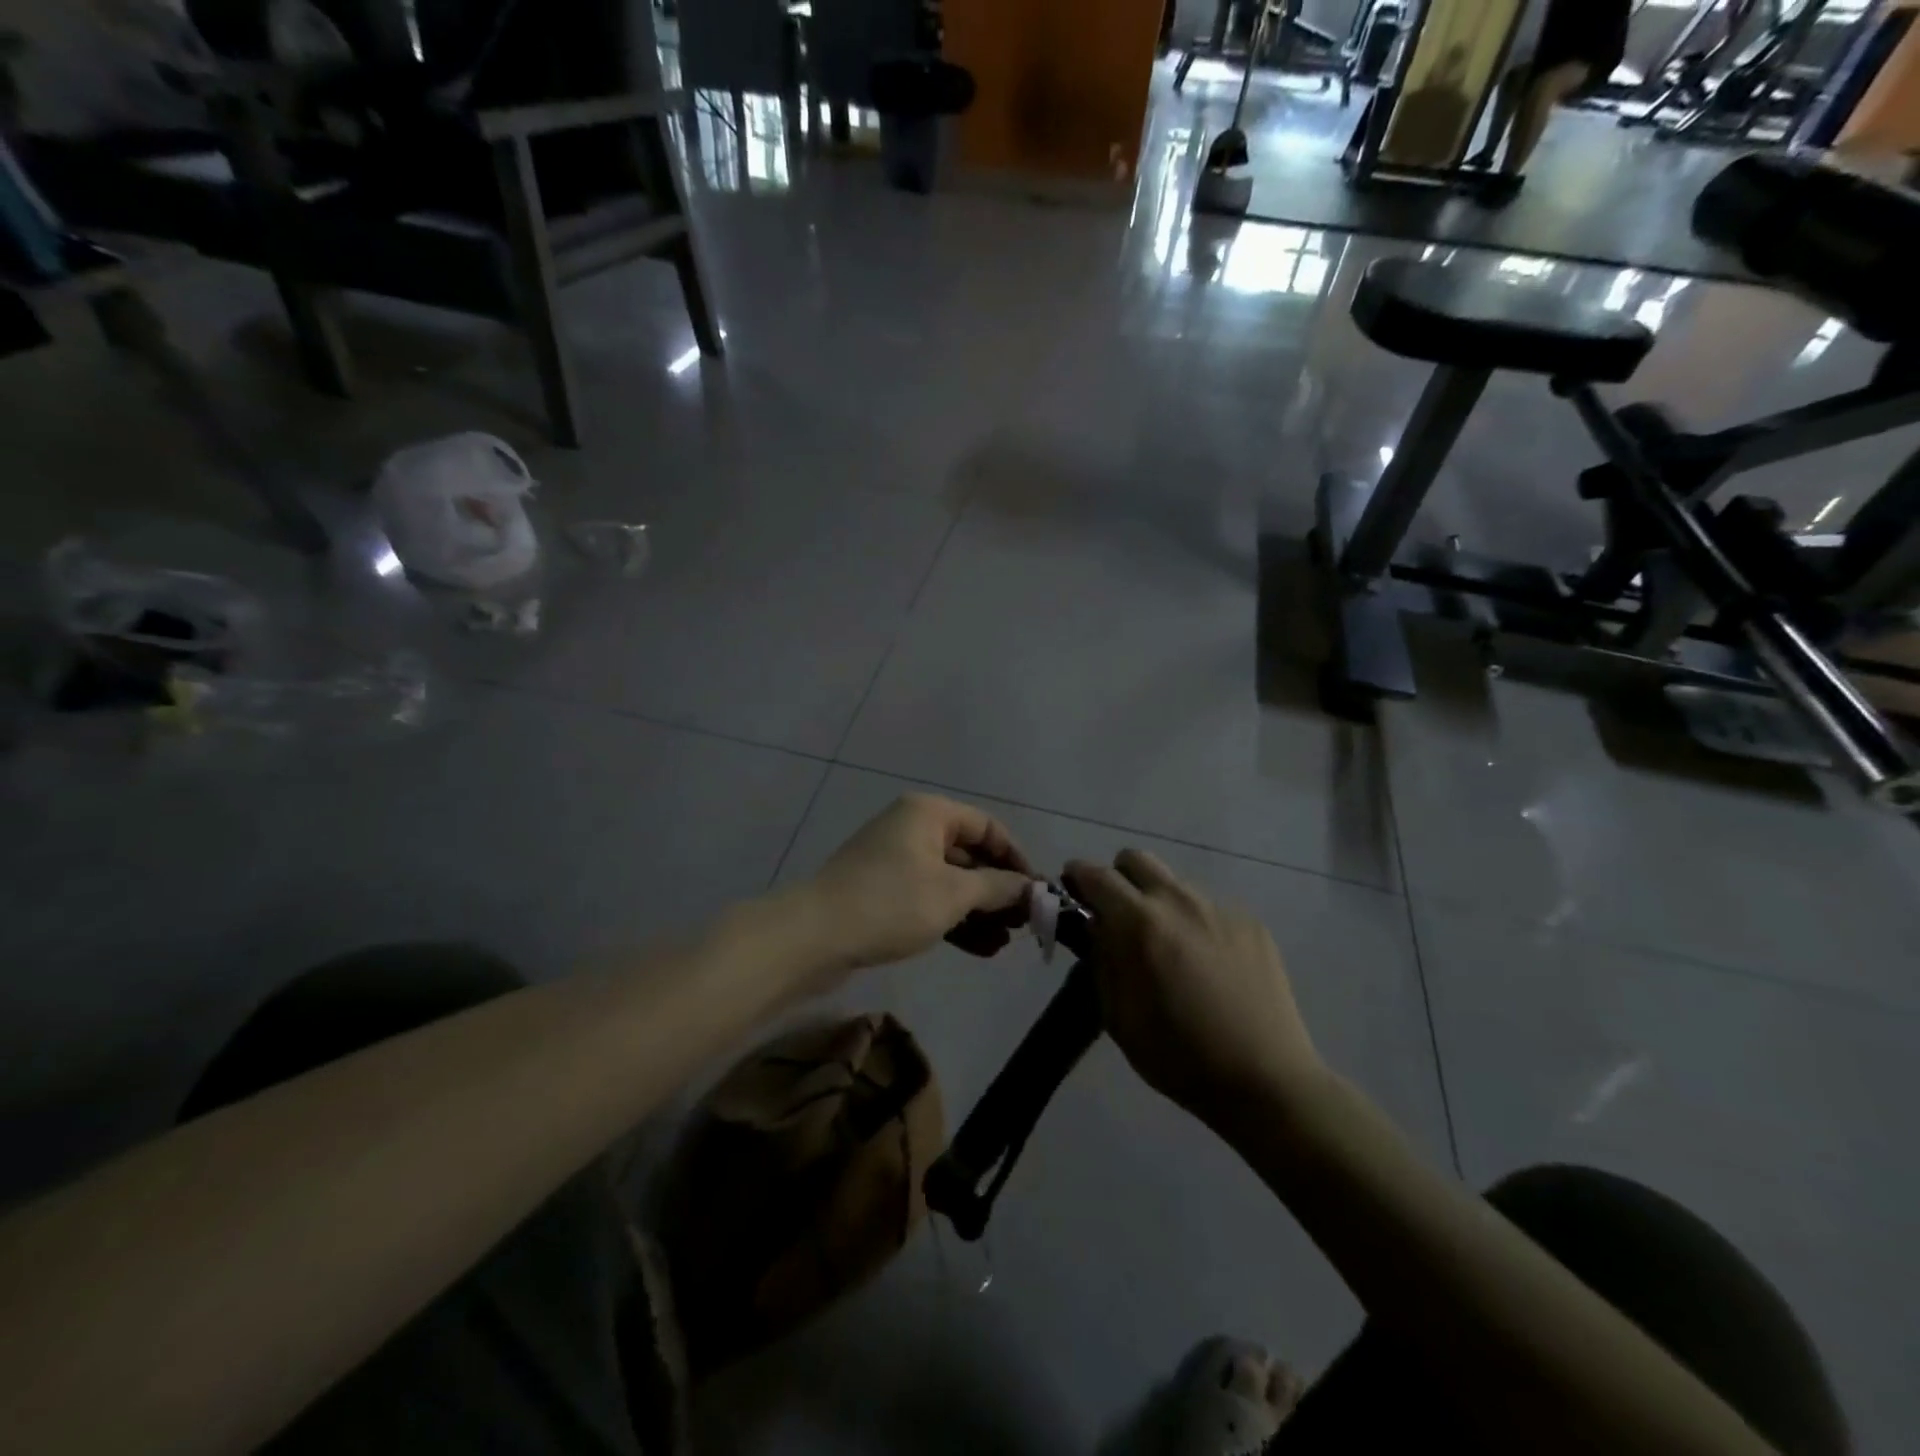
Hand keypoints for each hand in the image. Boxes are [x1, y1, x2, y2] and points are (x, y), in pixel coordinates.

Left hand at [809, 794, 1035, 973]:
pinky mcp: (883, 891)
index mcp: (929, 813)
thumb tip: (1033, 888)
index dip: (1016, 857)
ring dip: (980, 910)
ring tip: (1006, 943)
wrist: (814, 936)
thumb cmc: (891, 902)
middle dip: (999, 890)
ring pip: (950, 881)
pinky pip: (929, 898)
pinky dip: (954, 918)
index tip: (1037, 891)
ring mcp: (895, 861)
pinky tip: (981, 948)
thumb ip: (999, 888)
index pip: (987, 826)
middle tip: (1025, 923)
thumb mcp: (953, 894)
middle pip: (969, 854)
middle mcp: (913, 828)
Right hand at [1063, 849, 1320, 1124]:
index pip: (1096, 875)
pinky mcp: (1251, 924)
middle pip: (1136, 859)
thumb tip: (1095, 926)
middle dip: (1119, 879)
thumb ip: (1101, 960)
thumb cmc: (1179, 1057)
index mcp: (1140, 923)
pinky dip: (1196, 925)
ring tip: (1170, 949)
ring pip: (1175, 885)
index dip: (1077, 877)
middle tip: (1118, 916)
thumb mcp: (1118, 1016)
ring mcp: (1220, 909)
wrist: (1266, 1080)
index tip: (1072, 891)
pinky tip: (1209, 967)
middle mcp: (1179, 901)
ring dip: (1159, 903)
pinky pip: (1209, 909)